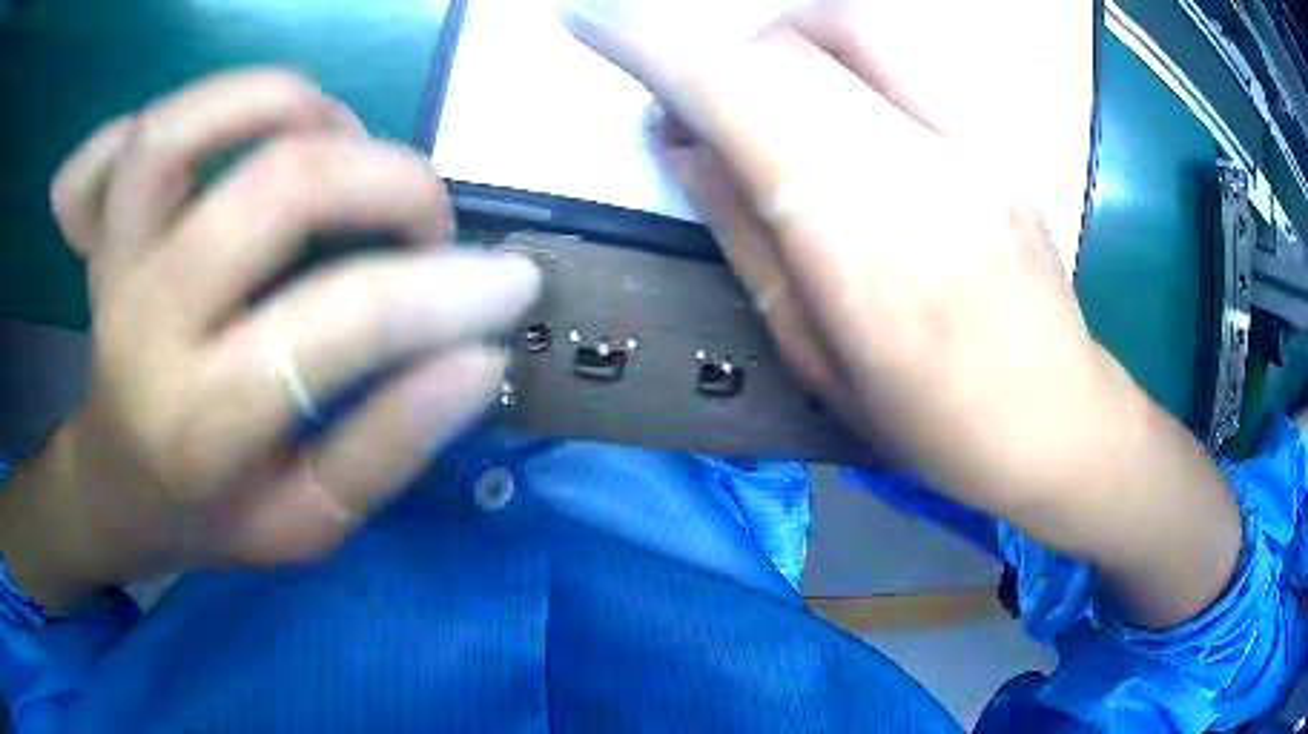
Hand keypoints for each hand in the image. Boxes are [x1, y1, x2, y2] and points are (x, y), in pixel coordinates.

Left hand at [0, 70, 539, 610]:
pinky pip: (131, 133)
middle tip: (426, 214)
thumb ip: (387, 450)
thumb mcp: (305, 526)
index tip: (512, 281)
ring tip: (332, 135)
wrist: (116, 489)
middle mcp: (147, 323)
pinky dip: (191, 107)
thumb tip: (478, 360)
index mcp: (201, 424)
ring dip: (281, 105)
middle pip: (272, 190)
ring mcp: (115, 262)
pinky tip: (235, 131)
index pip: (335, 324)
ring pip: (182, 129)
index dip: (441, 291)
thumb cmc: (208, 519)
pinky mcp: (103, 230)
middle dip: (385, 180)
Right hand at [566, 0, 1240, 626]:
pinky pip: (901, 48)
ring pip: (842, 28)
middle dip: (706, 56)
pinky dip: (837, 43)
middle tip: (686, 103)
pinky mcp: (994, 136)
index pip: (737, 101)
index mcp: (855, 247)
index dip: (651, 48)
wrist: (1052, 416)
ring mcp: (966, 141)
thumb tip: (686, 145)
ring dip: (772, 43)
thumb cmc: (929, 420)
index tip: (590, 18)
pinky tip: (830, 86)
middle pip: (781, 53)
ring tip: (760, 93)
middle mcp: (913, 169)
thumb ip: (747, 237)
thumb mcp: (816, 357)